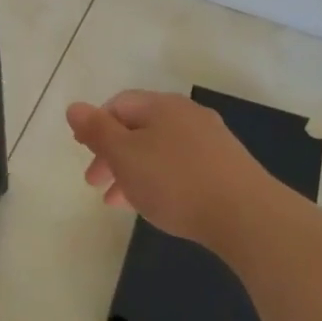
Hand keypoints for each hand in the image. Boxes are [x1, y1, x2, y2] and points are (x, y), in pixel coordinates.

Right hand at [66, 91, 283, 254]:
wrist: (247, 215)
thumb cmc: (175, 181)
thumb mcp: (125, 156)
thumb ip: (97, 131)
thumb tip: (74, 106)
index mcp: (161, 106)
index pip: (119, 105)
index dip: (95, 125)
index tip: (82, 152)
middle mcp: (187, 115)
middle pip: (139, 128)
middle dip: (112, 154)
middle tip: (95, 184)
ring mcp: (211, 140)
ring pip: (159, 150)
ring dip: (133, 171)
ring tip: (119, 203)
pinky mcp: (226, 166)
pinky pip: (180, 166)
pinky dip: (159, 180)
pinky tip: (157, 204)